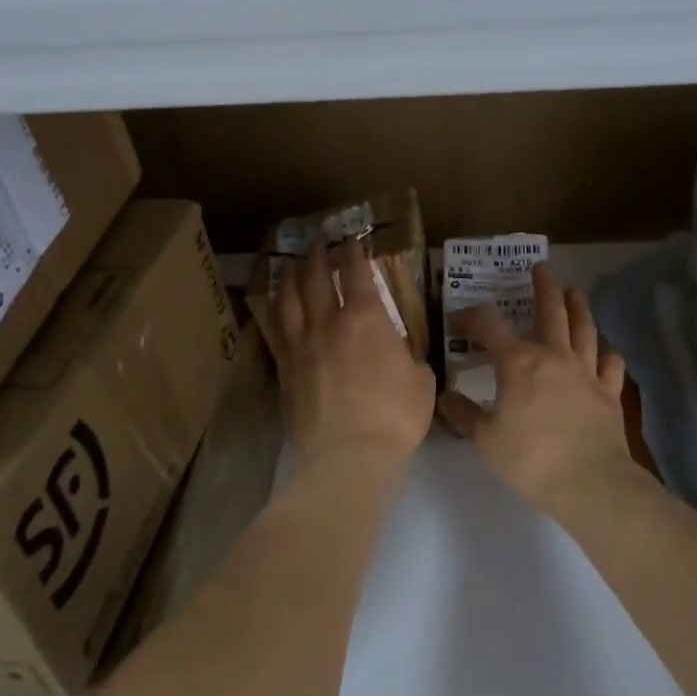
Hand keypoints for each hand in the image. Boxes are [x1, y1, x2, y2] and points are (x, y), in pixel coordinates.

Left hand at [274, 237, 435, 466]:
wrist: (349, 455)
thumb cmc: (394, 417)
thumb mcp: (421, 380)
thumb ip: (409, 357)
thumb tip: (402, 352)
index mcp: (365, 318)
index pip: (356, 273)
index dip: (353, 252)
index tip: (352, 240)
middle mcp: (328, 323)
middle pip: (315, 277)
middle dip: (317, 255)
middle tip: (317, 241)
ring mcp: (301, 345)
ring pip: (289, 299)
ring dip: (290, 276)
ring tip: (291, 263)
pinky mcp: (285, 369)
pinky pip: (276, 330)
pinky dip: (276, 311)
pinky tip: (276, 306)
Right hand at [440, 264, 631, 510]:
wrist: (590, 482)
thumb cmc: (530, 458)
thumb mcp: (485, 440)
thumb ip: (464, 415)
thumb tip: (445, 396)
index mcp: (517, 361)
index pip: (488, 325)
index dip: (470, 317)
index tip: (457, 321)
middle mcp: (553, 355)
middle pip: (550, 311)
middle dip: (544, 287)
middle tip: (542, 268)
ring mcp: (585, 371)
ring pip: (584, 329)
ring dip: (579, 307)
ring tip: (576, 291)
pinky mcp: (609, 392)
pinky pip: (610, 365)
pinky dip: (607, 355)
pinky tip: (606, 353)